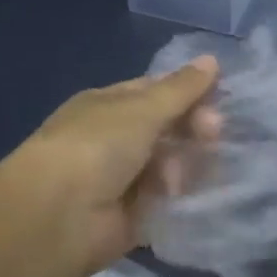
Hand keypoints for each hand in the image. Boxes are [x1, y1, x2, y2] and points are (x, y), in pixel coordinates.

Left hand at [0, 56, 222, 276]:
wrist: (58, 216)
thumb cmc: (97, 147)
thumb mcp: (142, 108)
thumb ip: (181, 89)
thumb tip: (212, 60)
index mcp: (109, 105)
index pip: (156, 92)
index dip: (189, 94)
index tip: (218, 100)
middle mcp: (114, 139)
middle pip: (167, 130)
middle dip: (192, 131)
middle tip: (211, 136)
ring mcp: (122, 179)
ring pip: (170, 166)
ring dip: (183, 167)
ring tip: (179, 177)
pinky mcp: (132, 216)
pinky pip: (166, 202)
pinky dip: (178, 200)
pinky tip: (184, 198)